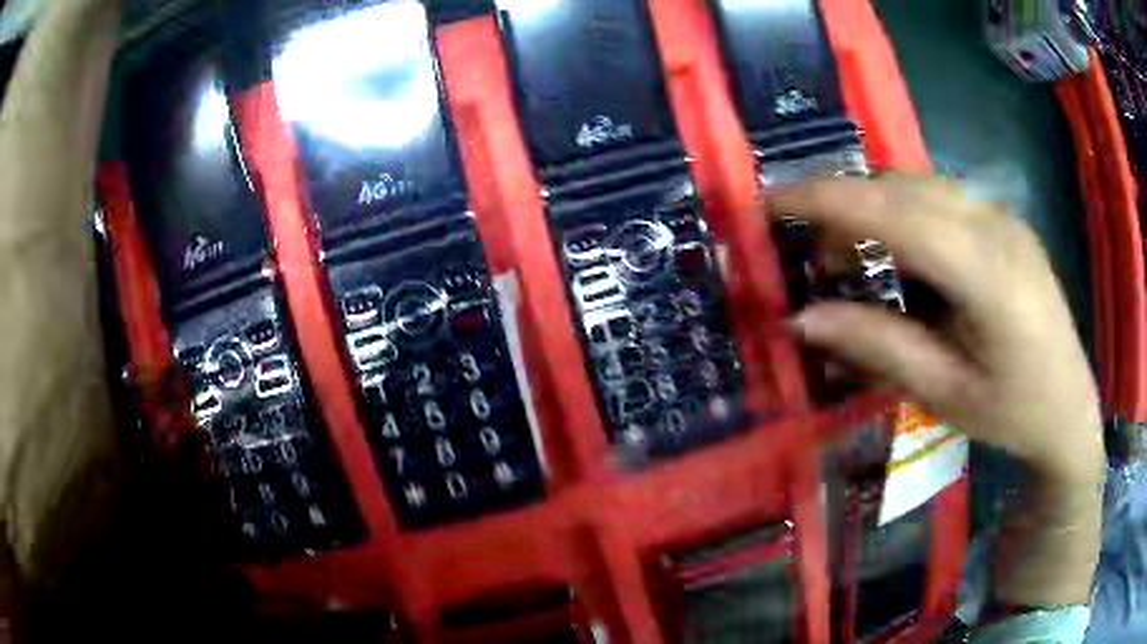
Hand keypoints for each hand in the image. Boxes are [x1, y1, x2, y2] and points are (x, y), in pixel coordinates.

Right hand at [768, 176, 1103, 484]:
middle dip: (846, 206)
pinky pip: (942, 199)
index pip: (897, 214)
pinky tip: (901, 256)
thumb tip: (802, 317)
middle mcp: (998, 226)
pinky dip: (905, 215)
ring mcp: (1005, 217)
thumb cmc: (1011, 413)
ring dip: (874, 209)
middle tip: (811, 254)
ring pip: (920, 186)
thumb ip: (877, 346)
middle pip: (904, 189)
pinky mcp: (1005, 221)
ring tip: (851, 257)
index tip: (770, 201)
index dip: (828, 201)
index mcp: (990, 275)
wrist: (1069, 408)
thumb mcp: (943, 393)